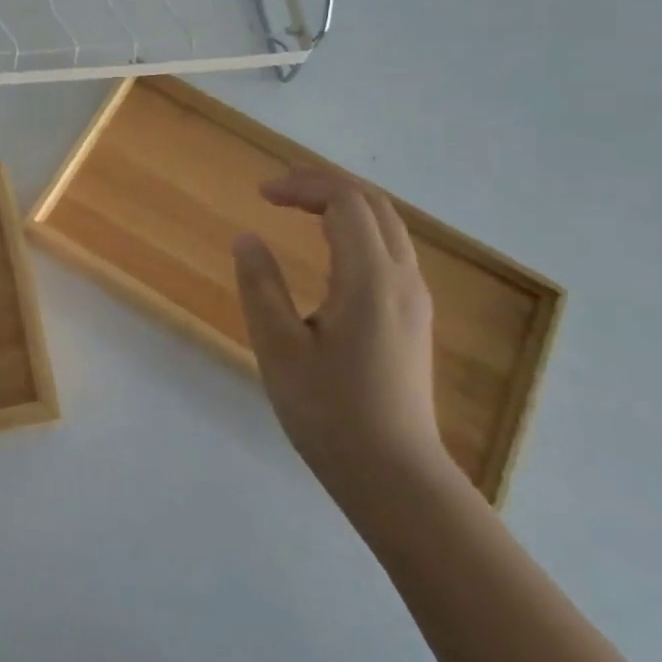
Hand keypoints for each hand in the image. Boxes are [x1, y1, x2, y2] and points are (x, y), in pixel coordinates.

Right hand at [232, 169, 448, 503]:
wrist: (396, 477)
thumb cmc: (330, 412)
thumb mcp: (279, 347)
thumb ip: (260, 285)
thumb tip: (247, 239)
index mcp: (369, 279)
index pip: (345, 202)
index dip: (302, 186)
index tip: (261, 195)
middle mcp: (401, 279)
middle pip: (373, 204)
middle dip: (325, 184)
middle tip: (279, 189)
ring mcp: (414, 299)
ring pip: (387, 225)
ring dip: (344, 204)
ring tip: (300, 207)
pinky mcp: (413, 318)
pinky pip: (390, 249)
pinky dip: (357, 229)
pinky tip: (329, 248)